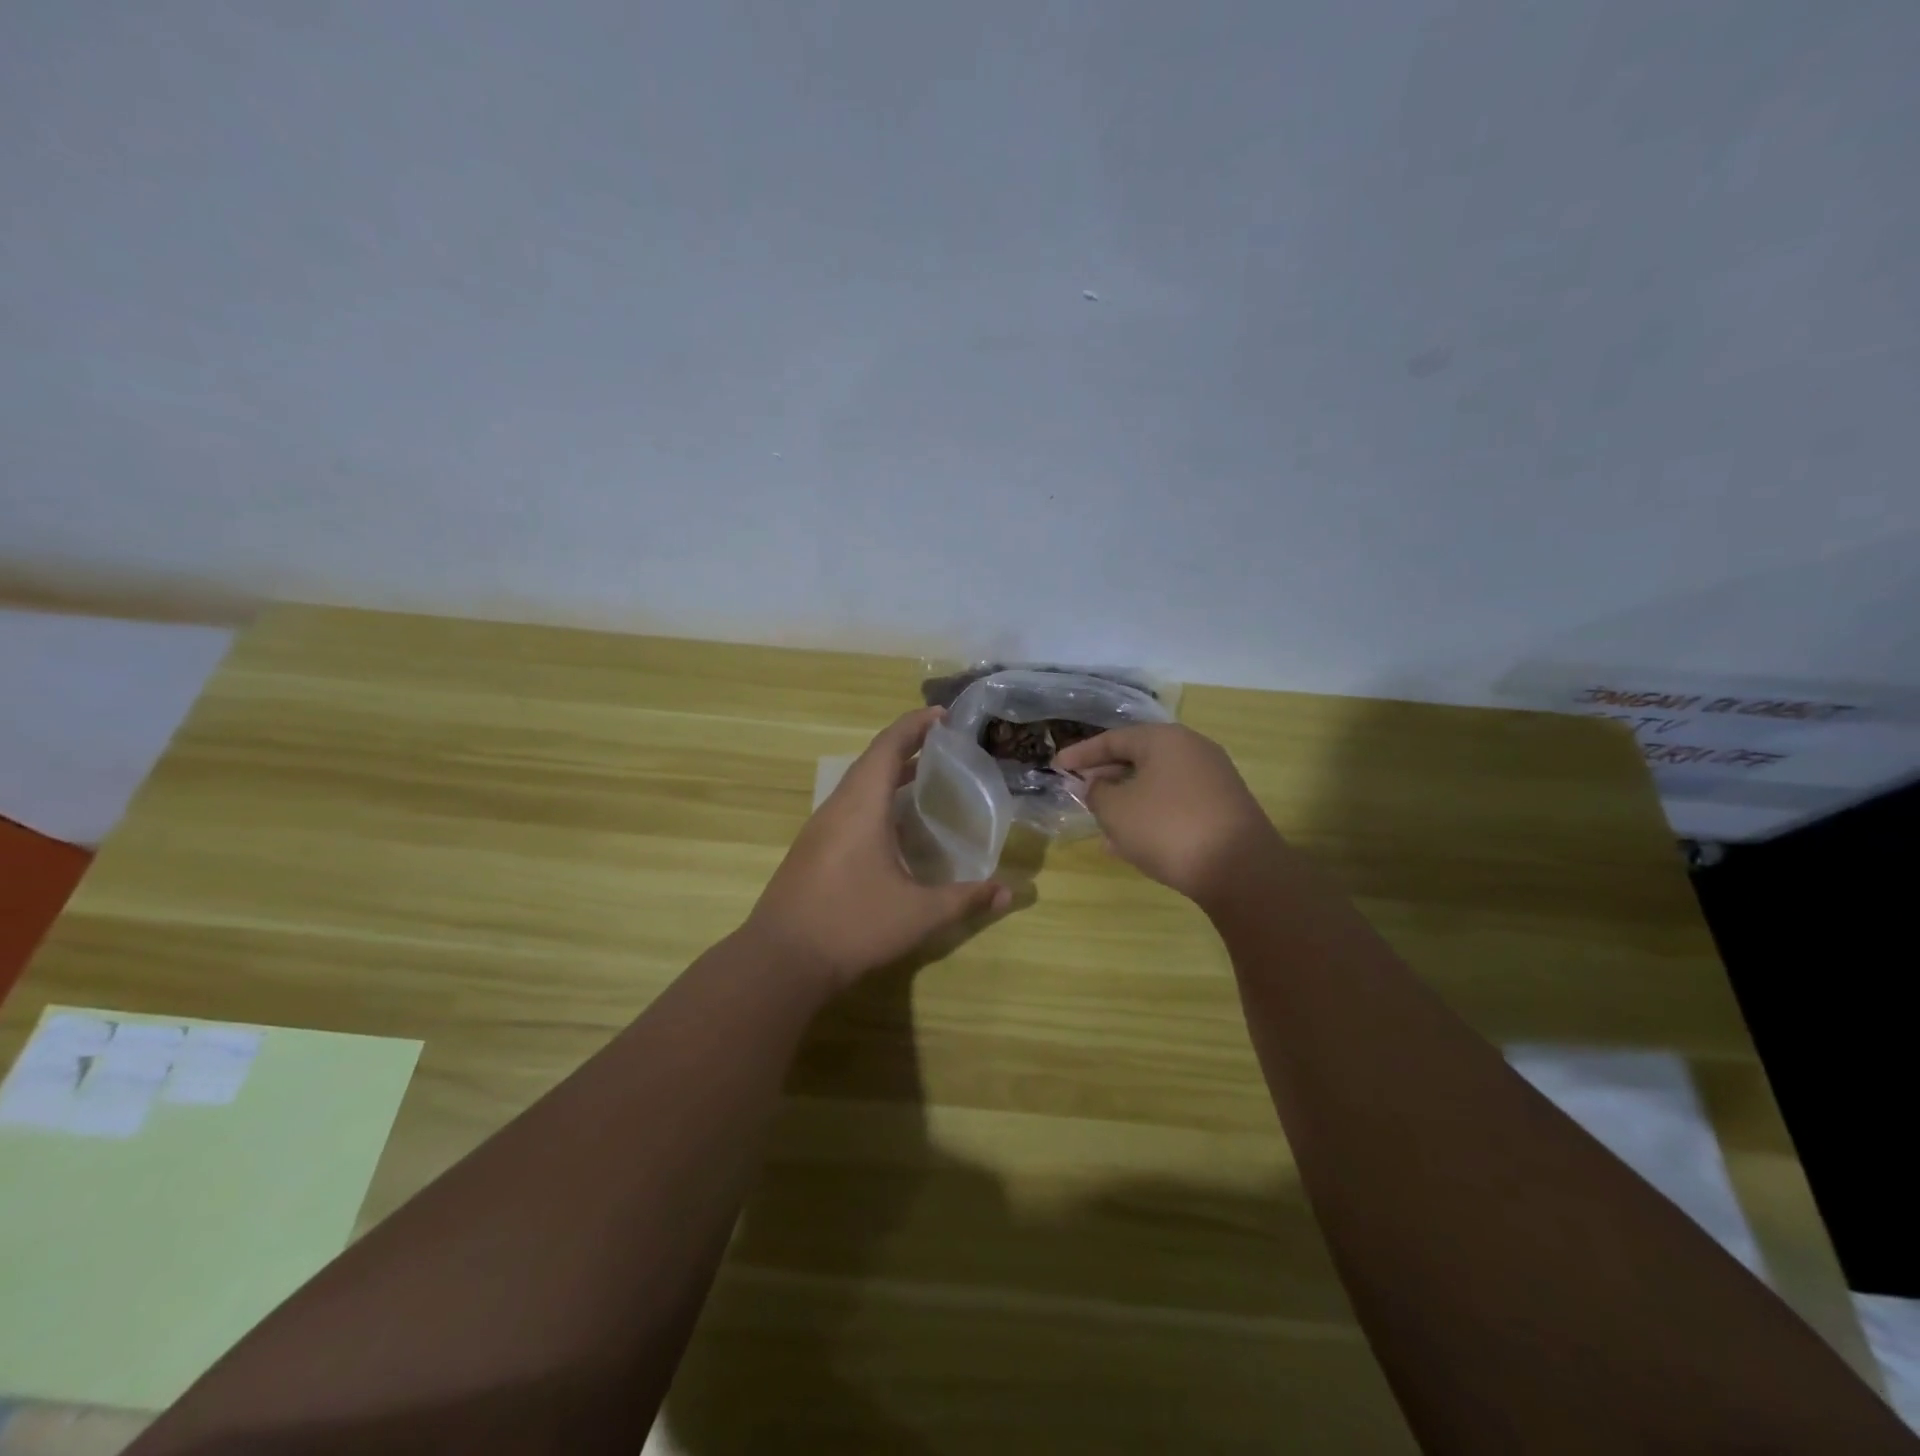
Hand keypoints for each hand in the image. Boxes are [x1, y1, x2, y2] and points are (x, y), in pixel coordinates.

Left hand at [745, 708, 1011, 989]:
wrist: (781, 961)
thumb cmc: (853, 925)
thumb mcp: (919, 914)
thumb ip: (965, 899)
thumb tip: (1008, 892)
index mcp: (861, 806)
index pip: (888, 746)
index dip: (915, 725)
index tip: (943, 716)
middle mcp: (837, 808)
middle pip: (871, 761)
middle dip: (906, 747)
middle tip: (942, 747)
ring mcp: (818, 829)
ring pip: (856, 786)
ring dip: (887, 775)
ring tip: (922, 779)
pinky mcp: (810, 851)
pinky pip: (846, 808)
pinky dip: (873, 800)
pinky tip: (891, 827)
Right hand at [1055, 724, 1283, 907]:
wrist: (1240, 870)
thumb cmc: (1167, 828)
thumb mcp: (1116, 810)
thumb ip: (1097, 792)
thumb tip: (1097, 786)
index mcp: (1165, 739)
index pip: (1113, 739)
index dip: (1080, 754)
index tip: (1056, 767)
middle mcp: (1192, 750)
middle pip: (1137, 758)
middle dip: (1105, 776)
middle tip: (1079, 791)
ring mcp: (1212, 779)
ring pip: (1156, 784)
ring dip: (1126, 800)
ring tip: (1100, 821)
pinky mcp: (1223, 808)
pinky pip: (1174, 804)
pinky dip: (1149, 815)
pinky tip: (1130, 843)